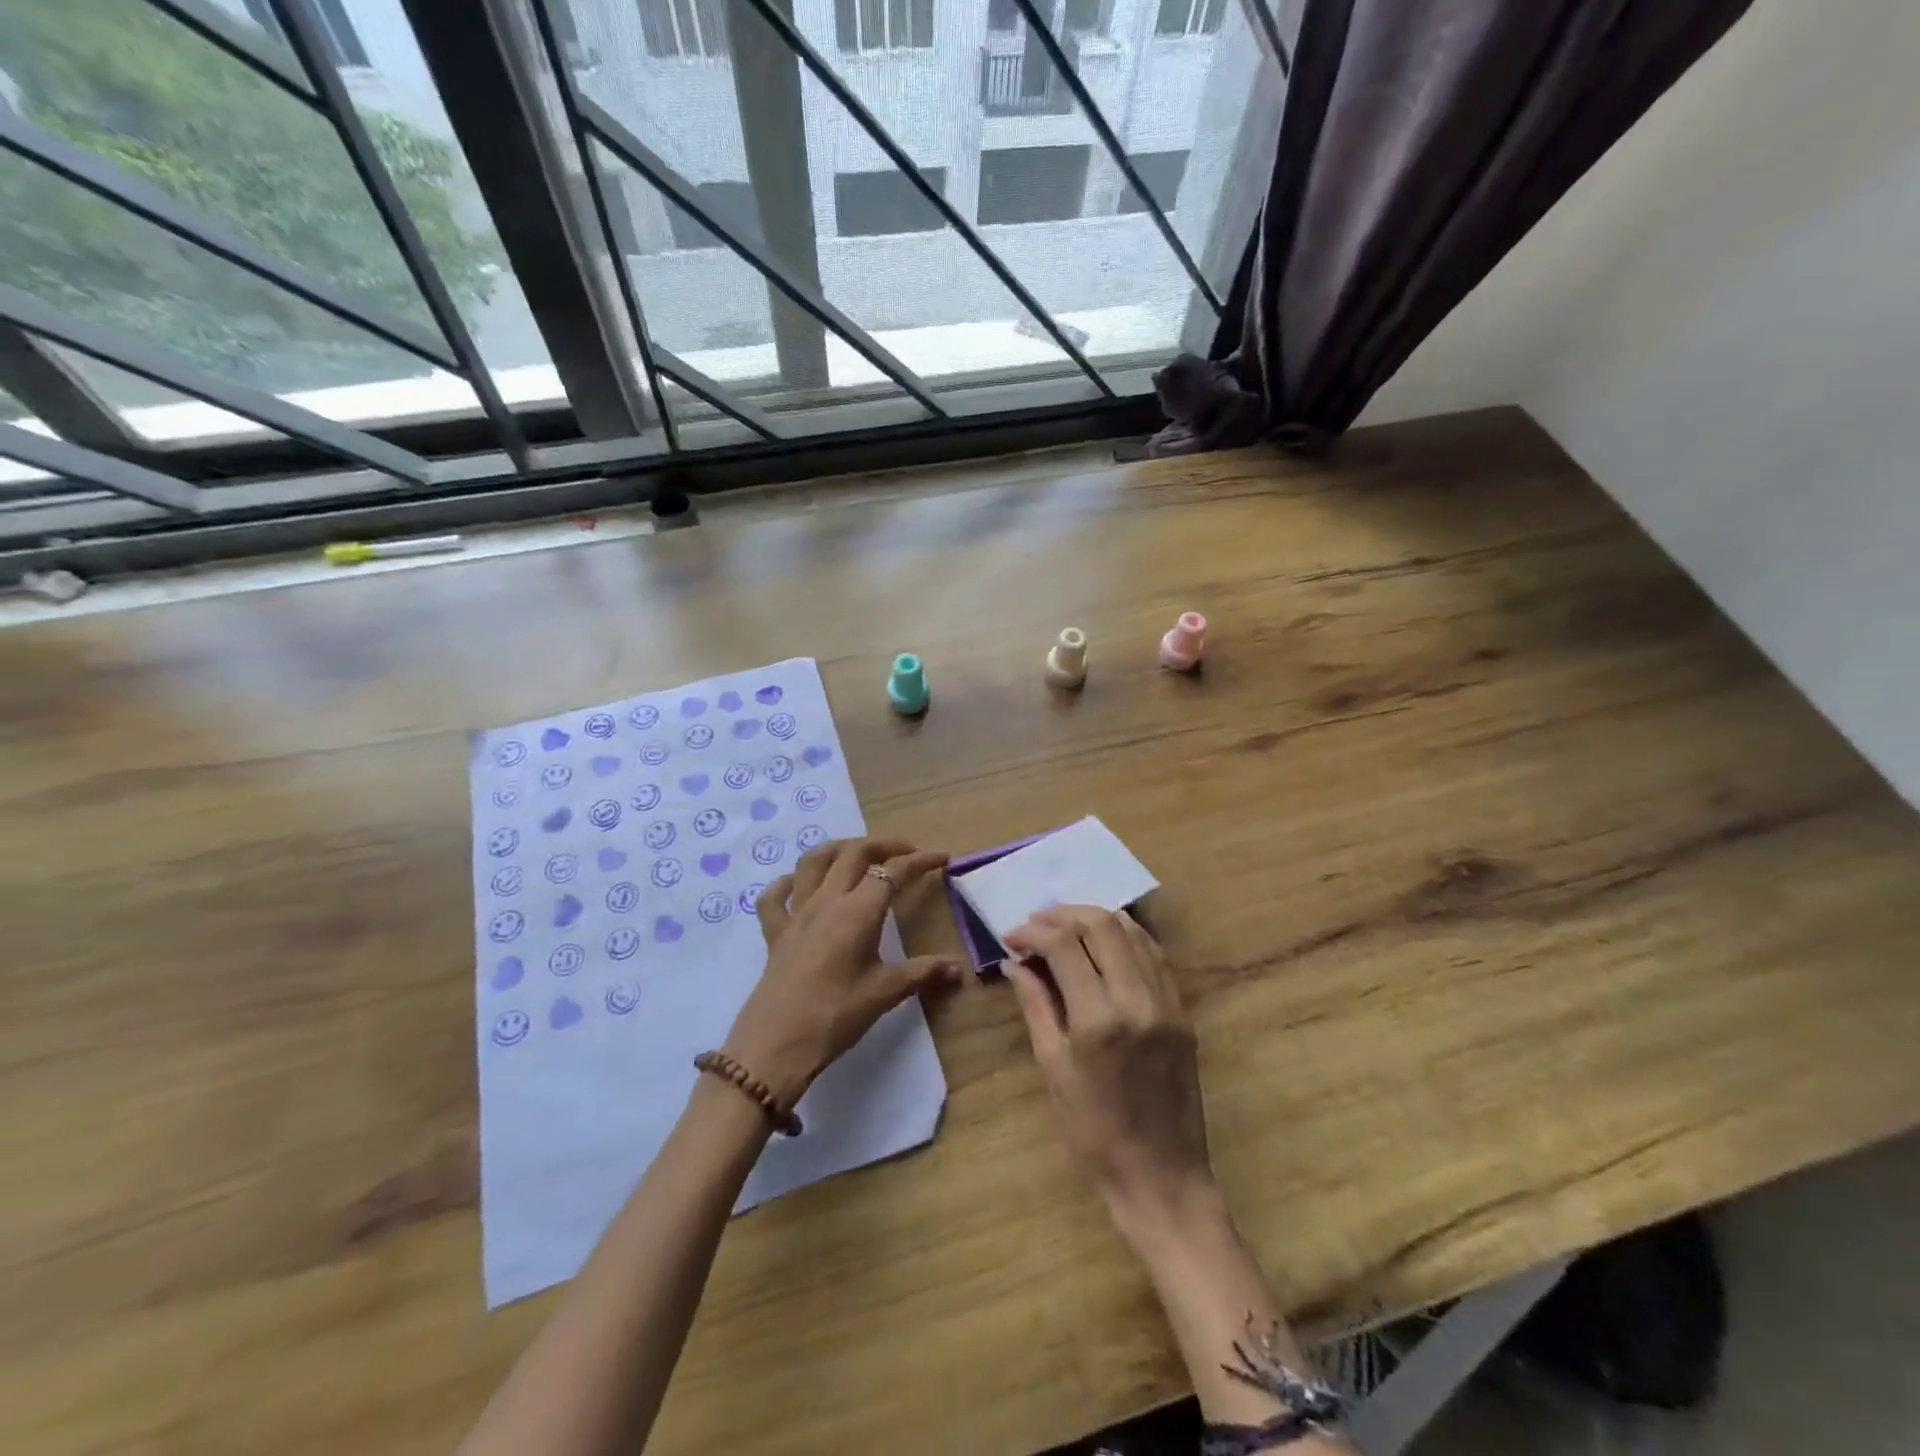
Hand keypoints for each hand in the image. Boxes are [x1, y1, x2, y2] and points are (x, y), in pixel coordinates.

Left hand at [724, 838, 961, 1106]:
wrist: (775, 1046)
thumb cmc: (835, 1016)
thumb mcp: (885, 993)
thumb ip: (923, 973)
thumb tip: (959, 969)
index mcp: (857, 912)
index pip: (893, 871)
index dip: (920, 861)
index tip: (942, 858)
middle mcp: (826, 901)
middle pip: (854, 853)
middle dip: (883, 845)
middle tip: (907, 852)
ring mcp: (796, 914)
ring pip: (813, 861)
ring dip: (838, 849)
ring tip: (858, 854)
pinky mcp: (774, 933)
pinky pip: (775, 897)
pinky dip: (789, 883)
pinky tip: (799, 886)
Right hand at [1005, 906, 1215, 1241]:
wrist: (1162, 1176)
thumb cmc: (1093, 1133)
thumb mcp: (1053, 1069)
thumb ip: (1036, 1006)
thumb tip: (1017, 963)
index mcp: (1099, 1019)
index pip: (1065, 946)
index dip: (1034, 932)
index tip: (1012, 936)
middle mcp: (1138, 1000)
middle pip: (1101, 926)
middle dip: (1063, 915)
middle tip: (1035, 923)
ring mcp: (1167, 1002)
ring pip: (1132, 932)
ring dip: (1094, 918)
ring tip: (1064, 925)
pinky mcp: (1183, 1010)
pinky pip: (1155, 954)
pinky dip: (1126, 936)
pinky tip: (1104, 941)